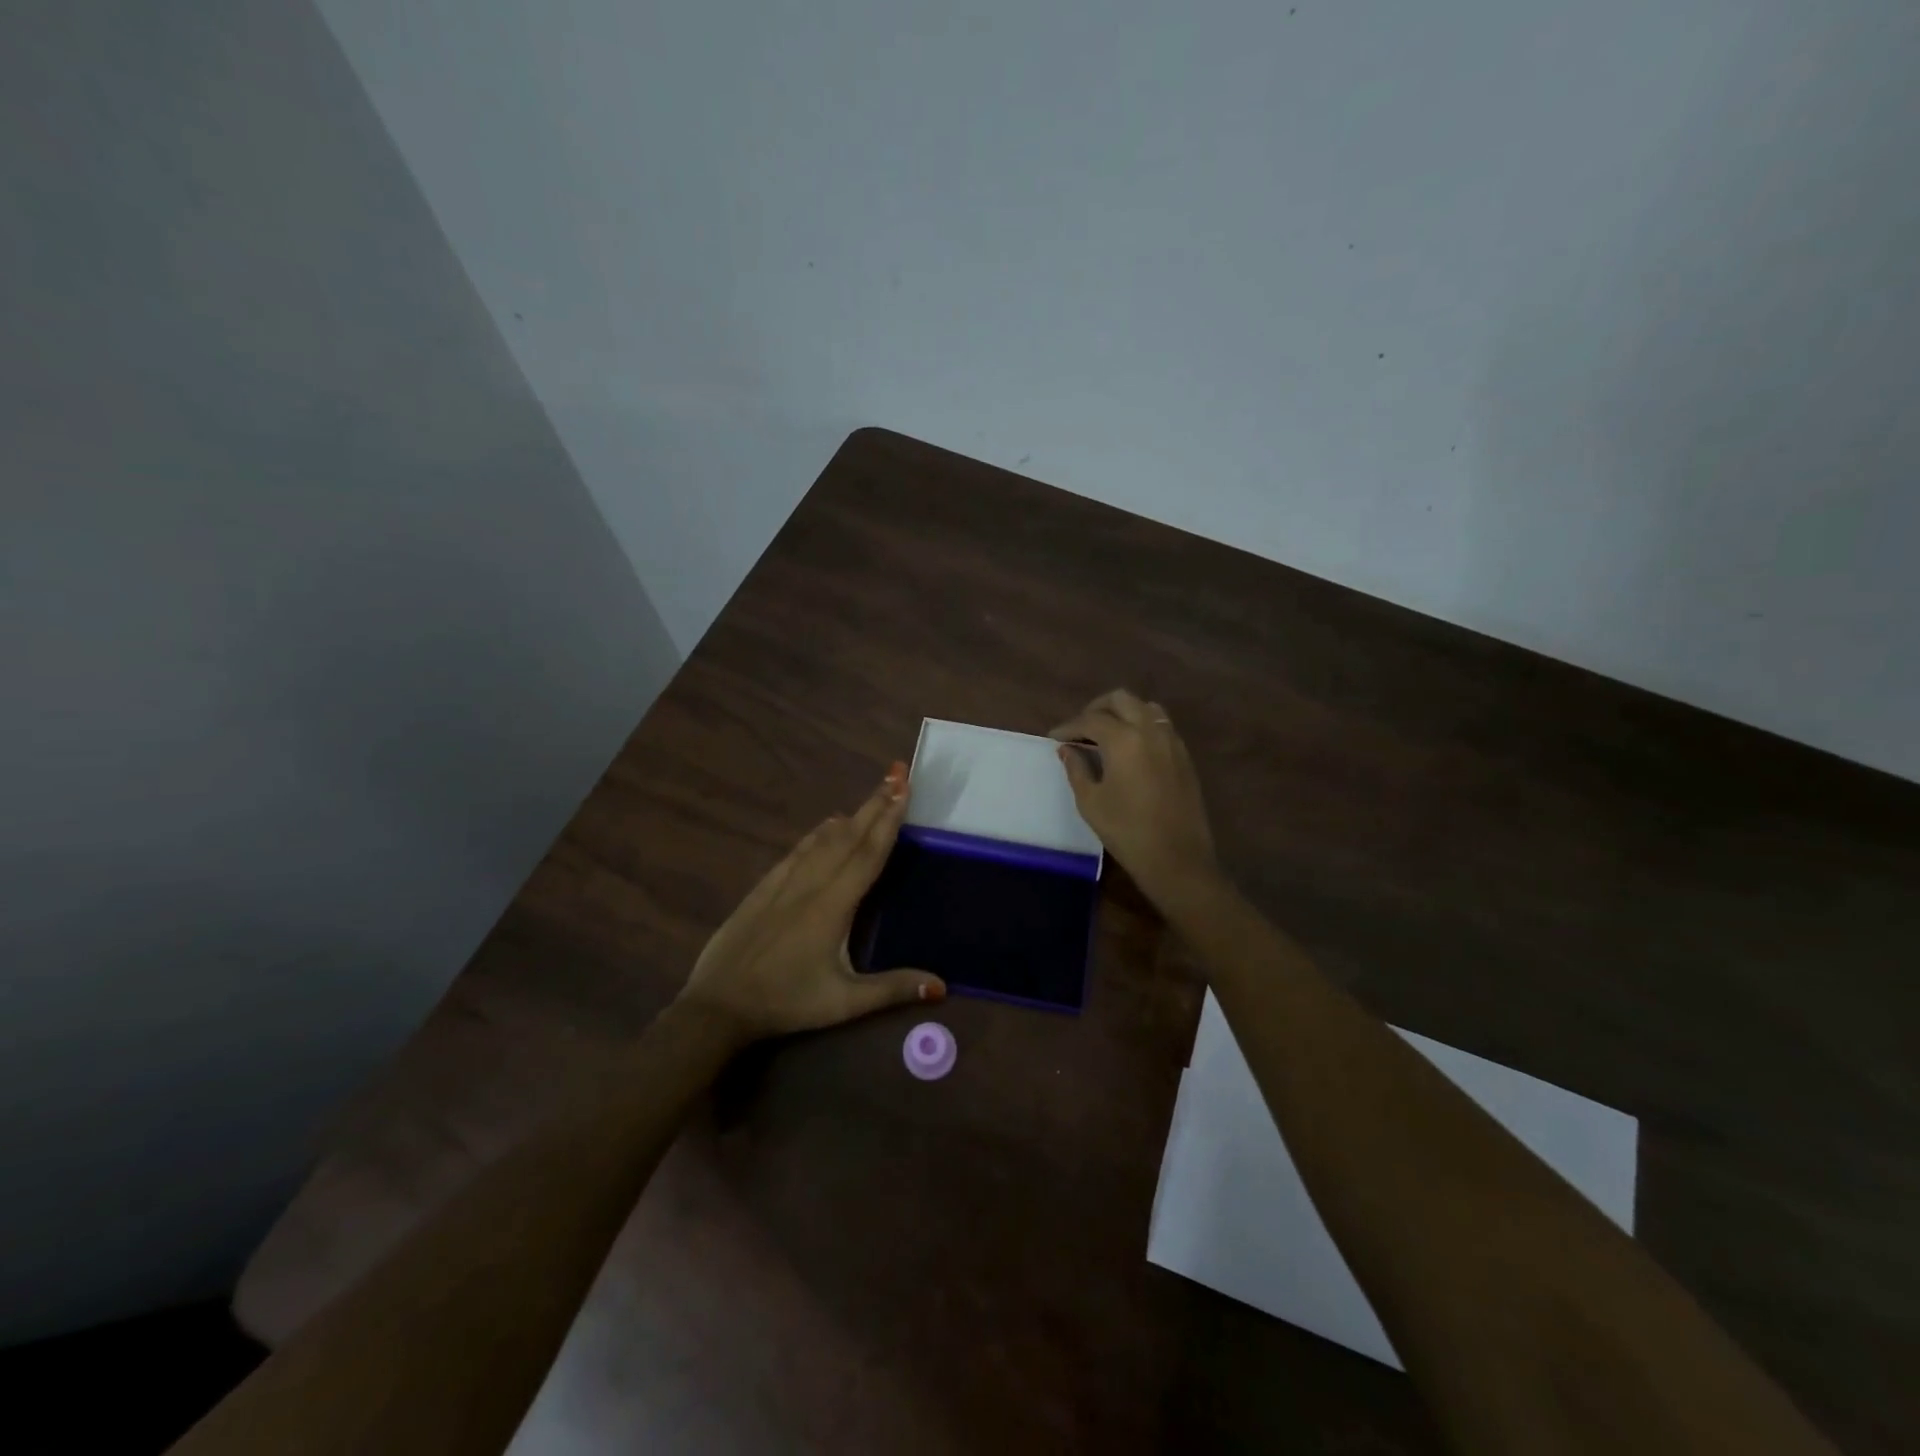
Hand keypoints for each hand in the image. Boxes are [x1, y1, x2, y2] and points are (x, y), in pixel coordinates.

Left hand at [677, 762, 944, 1041]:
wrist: (719, 1005)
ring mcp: (783, 883)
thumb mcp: (844, 1003)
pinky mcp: (763, 888)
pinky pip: (797, 851)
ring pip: (823, 839)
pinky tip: (825, 826)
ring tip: (873, 794)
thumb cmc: (787, 1002)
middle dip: (875, 804)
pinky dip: (818, 833)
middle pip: (849, 836)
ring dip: (851, 815)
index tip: (904, 789)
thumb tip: (941, 986)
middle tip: (897, 775)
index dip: (889, 820)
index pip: (868, 854)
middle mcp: (811, 884)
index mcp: (833, 905)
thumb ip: (893, 989)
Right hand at [1051, 689, 1223, 912]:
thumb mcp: (1091, 802)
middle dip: (1096, 709)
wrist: (1177, 858)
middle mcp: (1150, 730)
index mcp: (1124, 740)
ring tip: (1105, 734)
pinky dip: (1141, 726)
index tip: (1054, 738)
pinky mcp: (1184, 756)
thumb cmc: (1126, 831)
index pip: (1090, 720)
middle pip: (1121, 700)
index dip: (1069, 727)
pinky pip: (1160, 725)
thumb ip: (1076, 769)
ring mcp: (1172, 741)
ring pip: (1145, 708)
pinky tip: (1129, 748)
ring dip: (1122, 713)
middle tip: (1080, 729)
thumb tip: (1067, 749)